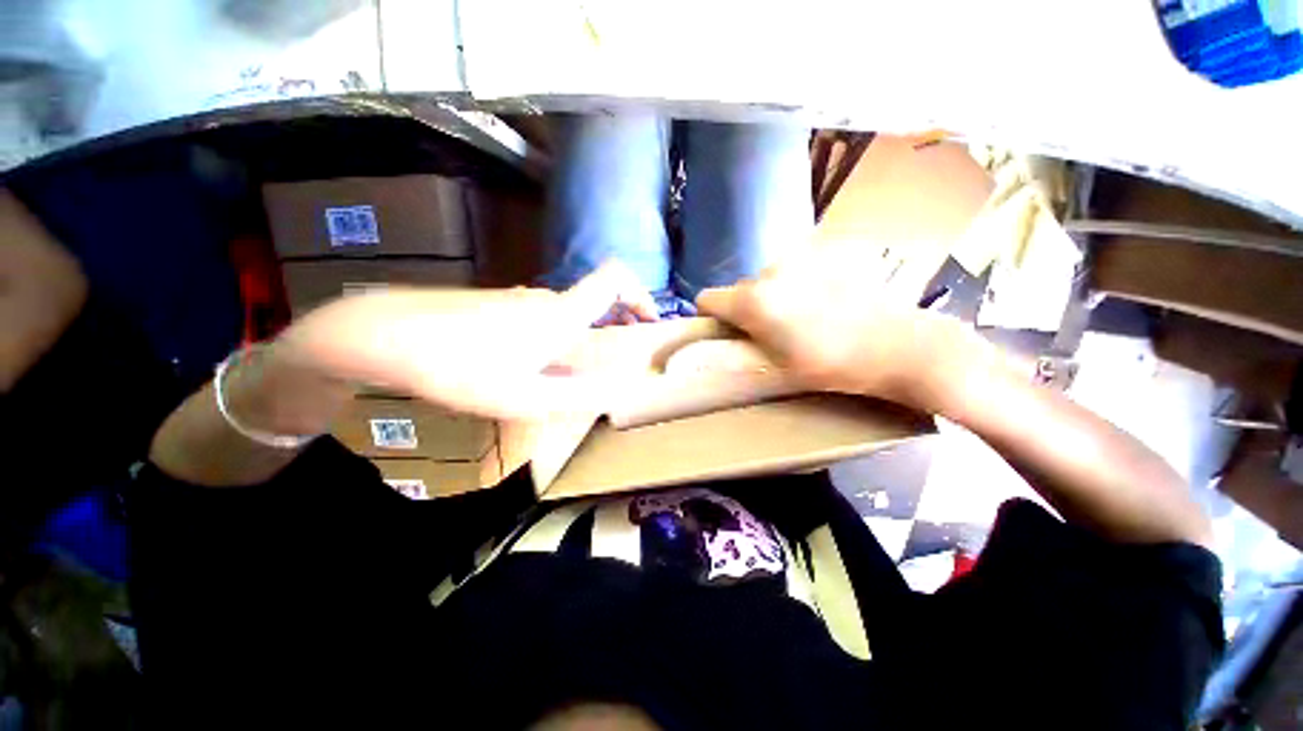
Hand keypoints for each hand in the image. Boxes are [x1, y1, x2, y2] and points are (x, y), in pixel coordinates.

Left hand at [276, 262, 657, 421]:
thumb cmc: (461, 367)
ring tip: (570, 377)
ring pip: (567, 314)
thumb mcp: (525, 397)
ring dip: (582, 340)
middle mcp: (546, 299)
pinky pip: (542, 320)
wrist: (386, 335)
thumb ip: (578, 395)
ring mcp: (520, 301)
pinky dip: (555, 341)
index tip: (647, 322)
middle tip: (613, 366)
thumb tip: (619, 390)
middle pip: (595, 301)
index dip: (640, 293)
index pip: (614, 278)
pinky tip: (529, 369)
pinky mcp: (499, 306)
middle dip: (614, 329)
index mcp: (562, 314)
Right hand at [696, 251, 984, 413]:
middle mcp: (769, 271)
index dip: (710, 316)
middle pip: (740, 289)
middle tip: (776, 332)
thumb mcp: (775, 368)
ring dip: (775, 295)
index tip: (728, 331)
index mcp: (753, 301)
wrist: (899, 345)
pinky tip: (828, 301)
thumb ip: (739, 348)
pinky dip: (800, 283)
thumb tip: (717, 338)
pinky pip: (796, 270)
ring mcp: (801, 257)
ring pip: (768, 279)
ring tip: (806, 317)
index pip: (707, 299)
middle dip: (749, 308)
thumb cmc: (831, 366)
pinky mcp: (827, 251)